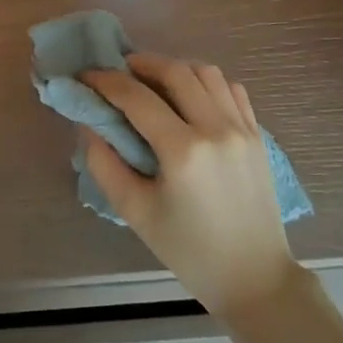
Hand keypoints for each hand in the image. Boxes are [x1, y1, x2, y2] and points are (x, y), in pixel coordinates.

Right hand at [81, 54, 300, 322]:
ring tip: (154, 82)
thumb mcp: (135, 212)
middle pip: (175, 71)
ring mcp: (242, 128)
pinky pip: (231, 89)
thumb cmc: (189, 251)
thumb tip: (88, 123)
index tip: (85, 77)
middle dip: (141, 63)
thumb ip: (104, 163)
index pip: (137, 97)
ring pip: (206, 72)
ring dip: (175, 68)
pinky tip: (191, 97)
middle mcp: (216, 128)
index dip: (105, 81)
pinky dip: (206, 82)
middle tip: (119, 72)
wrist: (254, 278)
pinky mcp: (257, 135)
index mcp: (183, 151)